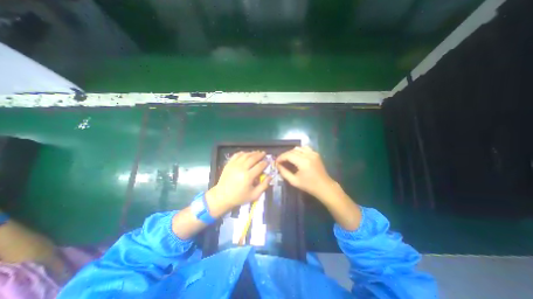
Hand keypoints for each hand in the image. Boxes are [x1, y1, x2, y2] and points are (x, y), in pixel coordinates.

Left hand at [208, 152, 272, 210]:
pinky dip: (243, 153)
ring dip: (252, 153)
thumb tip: (270, 176)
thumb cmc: (239, 197)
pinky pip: (237, 155)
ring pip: (245, 155)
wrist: (222, 196)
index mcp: (248, 177)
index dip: (265, 163)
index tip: (268, 161)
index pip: (259, 166)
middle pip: (253, 158)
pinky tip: (246, 153)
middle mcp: (241, 168)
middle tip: (264, 153)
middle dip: (260, 155)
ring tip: (257, 152)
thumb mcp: (254, 195)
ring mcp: (234, 165)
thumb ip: (264, 185)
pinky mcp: (229, 164)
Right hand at [277, 146, 333, 199]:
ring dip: (291, 152)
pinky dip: (299, 150)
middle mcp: (308, 155)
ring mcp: (313, 153)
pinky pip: (305, 148)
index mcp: (303, 162)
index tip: (276, 162)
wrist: (324, 186)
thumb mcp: (294, 181)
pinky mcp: (316, 153)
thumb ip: (284, 172)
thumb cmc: (309, 186)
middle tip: (280, 161)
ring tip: (288, 159)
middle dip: (285, 155)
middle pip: (292, 150)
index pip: (289, 155)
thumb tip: (278, 165)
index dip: (281, 157)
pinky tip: (296, 156)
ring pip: (298, 148)